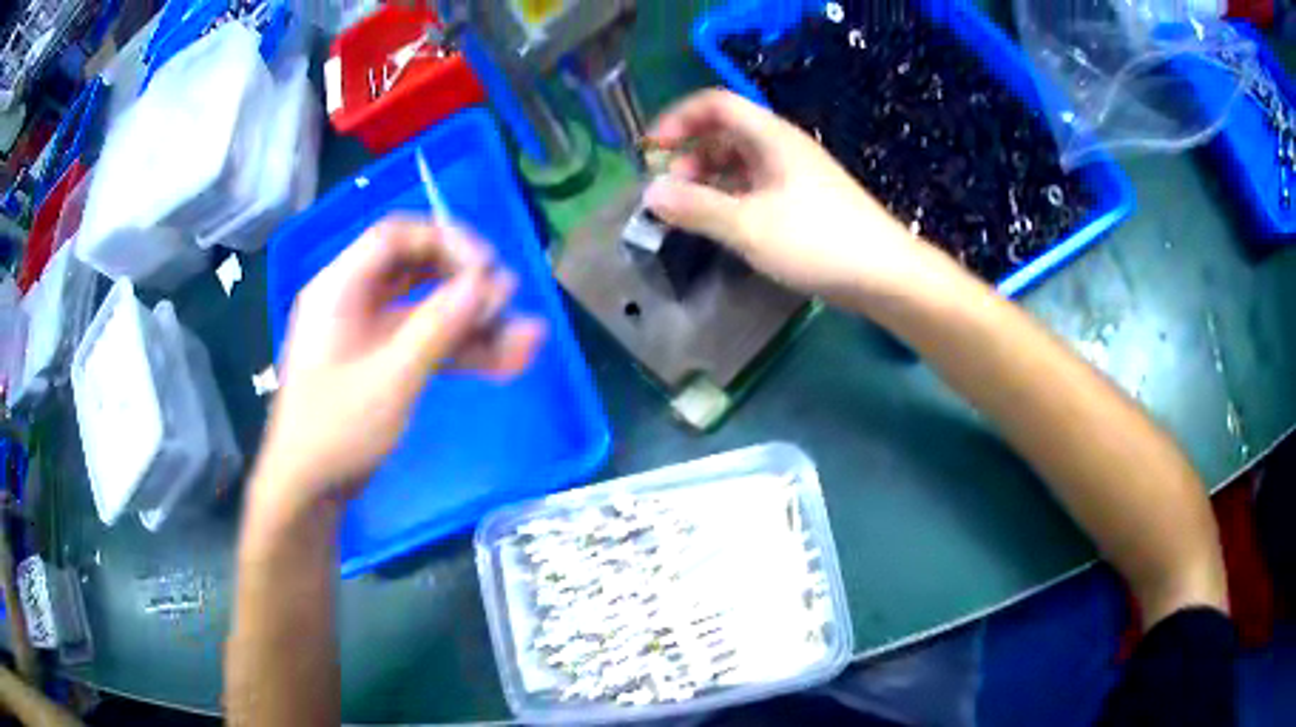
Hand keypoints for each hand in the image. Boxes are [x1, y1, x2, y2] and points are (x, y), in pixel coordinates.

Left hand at [252, 218, 546, 514]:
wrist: (309, 491)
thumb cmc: (335, 431)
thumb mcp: (389, 378)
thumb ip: (439, 327)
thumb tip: (488, 283)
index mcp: (340, 288)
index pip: (396, 237)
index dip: (445, 241)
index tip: (488, 267)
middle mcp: (355, 300)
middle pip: (417, 267)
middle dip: (465, 281)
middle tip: (507, 300)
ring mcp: (371, 333)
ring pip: (429, 308)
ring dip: (475, 322)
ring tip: (526, 339)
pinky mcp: (384, 362)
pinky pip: (428, 342)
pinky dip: (464, 350)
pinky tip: (508, 361)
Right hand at [644, 89, 942, 300]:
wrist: (885, 274)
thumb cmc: (818, 242)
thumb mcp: (748, 226)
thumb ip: (696, 208)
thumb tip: (649, 194)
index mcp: (770, 137)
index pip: (715, 104)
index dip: (678, 119)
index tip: (652, 151)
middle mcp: (782, 146)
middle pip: (724, 132)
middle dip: (689, 155)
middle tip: (670, 192)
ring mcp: (795, 174)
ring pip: (739, 162)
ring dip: (708, 179)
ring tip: (690, 212)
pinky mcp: (804, 200)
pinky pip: (755, 186)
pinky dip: (731, 197)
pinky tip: (723, 224)